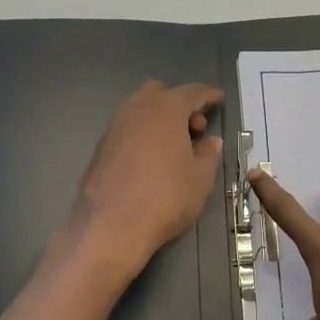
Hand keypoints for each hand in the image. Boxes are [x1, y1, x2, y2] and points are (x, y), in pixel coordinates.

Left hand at [68, 81, 224, 274]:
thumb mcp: (200, 178)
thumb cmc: (166, 198)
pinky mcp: (100, 148)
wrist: (111, 227)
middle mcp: (136, 110)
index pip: (191, 92)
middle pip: (160, 94)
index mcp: (165, 110)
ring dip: (159, 120)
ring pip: (140, 110)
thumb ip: (208, 154)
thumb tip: (211, 142)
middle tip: (195, 128)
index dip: (208, 95)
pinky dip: (143, 135)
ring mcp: (114, 127)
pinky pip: (127, 130)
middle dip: (179, 104)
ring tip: (175, 147)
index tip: (218, 98)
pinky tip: (152, 159)